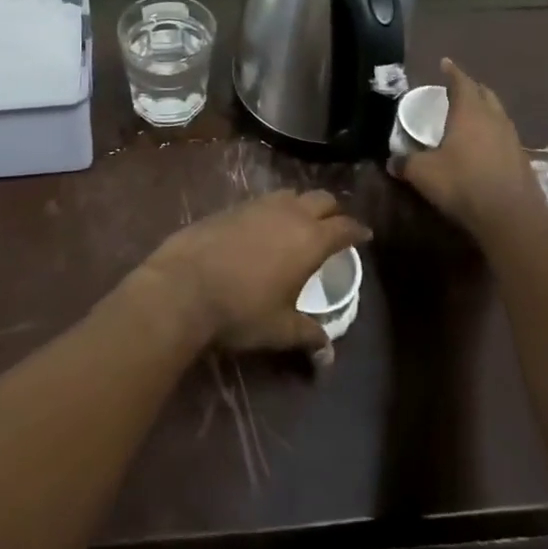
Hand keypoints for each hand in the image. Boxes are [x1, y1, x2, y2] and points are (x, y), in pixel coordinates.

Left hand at [139, 190, 370, 363]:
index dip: (357, 230)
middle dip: (333, 211)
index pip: (344, 226)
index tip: (364, 236)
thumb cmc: (240, 309)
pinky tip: (265, 226)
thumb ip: (307, 335)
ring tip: (301, 223)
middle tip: (335, 227)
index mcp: (310, 240)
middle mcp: (289, 213)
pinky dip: (274, 208)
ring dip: (302, 204)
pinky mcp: (232, 205)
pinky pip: (264, 200)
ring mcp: (259, 205)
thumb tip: (328, 355)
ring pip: (292, 193)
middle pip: (322, 199)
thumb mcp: (279, 328)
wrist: (183, 285)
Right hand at [400, 59, 547, 238]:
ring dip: (485, 110)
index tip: (445, 63)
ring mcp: (512, 138)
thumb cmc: (463, 183)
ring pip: (498, 114)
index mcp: (469, 112)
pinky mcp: (522, 159)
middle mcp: (494, 118)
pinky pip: (505, 136)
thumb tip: (392, 161)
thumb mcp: (424, 173)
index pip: (461, 82)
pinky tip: (485, 147)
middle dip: (471, 88)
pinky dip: (493, 134)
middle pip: (485, 94)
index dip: (452, 72)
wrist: (511, 217)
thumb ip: (406, 163)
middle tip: (457, 89)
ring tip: (471, 116)